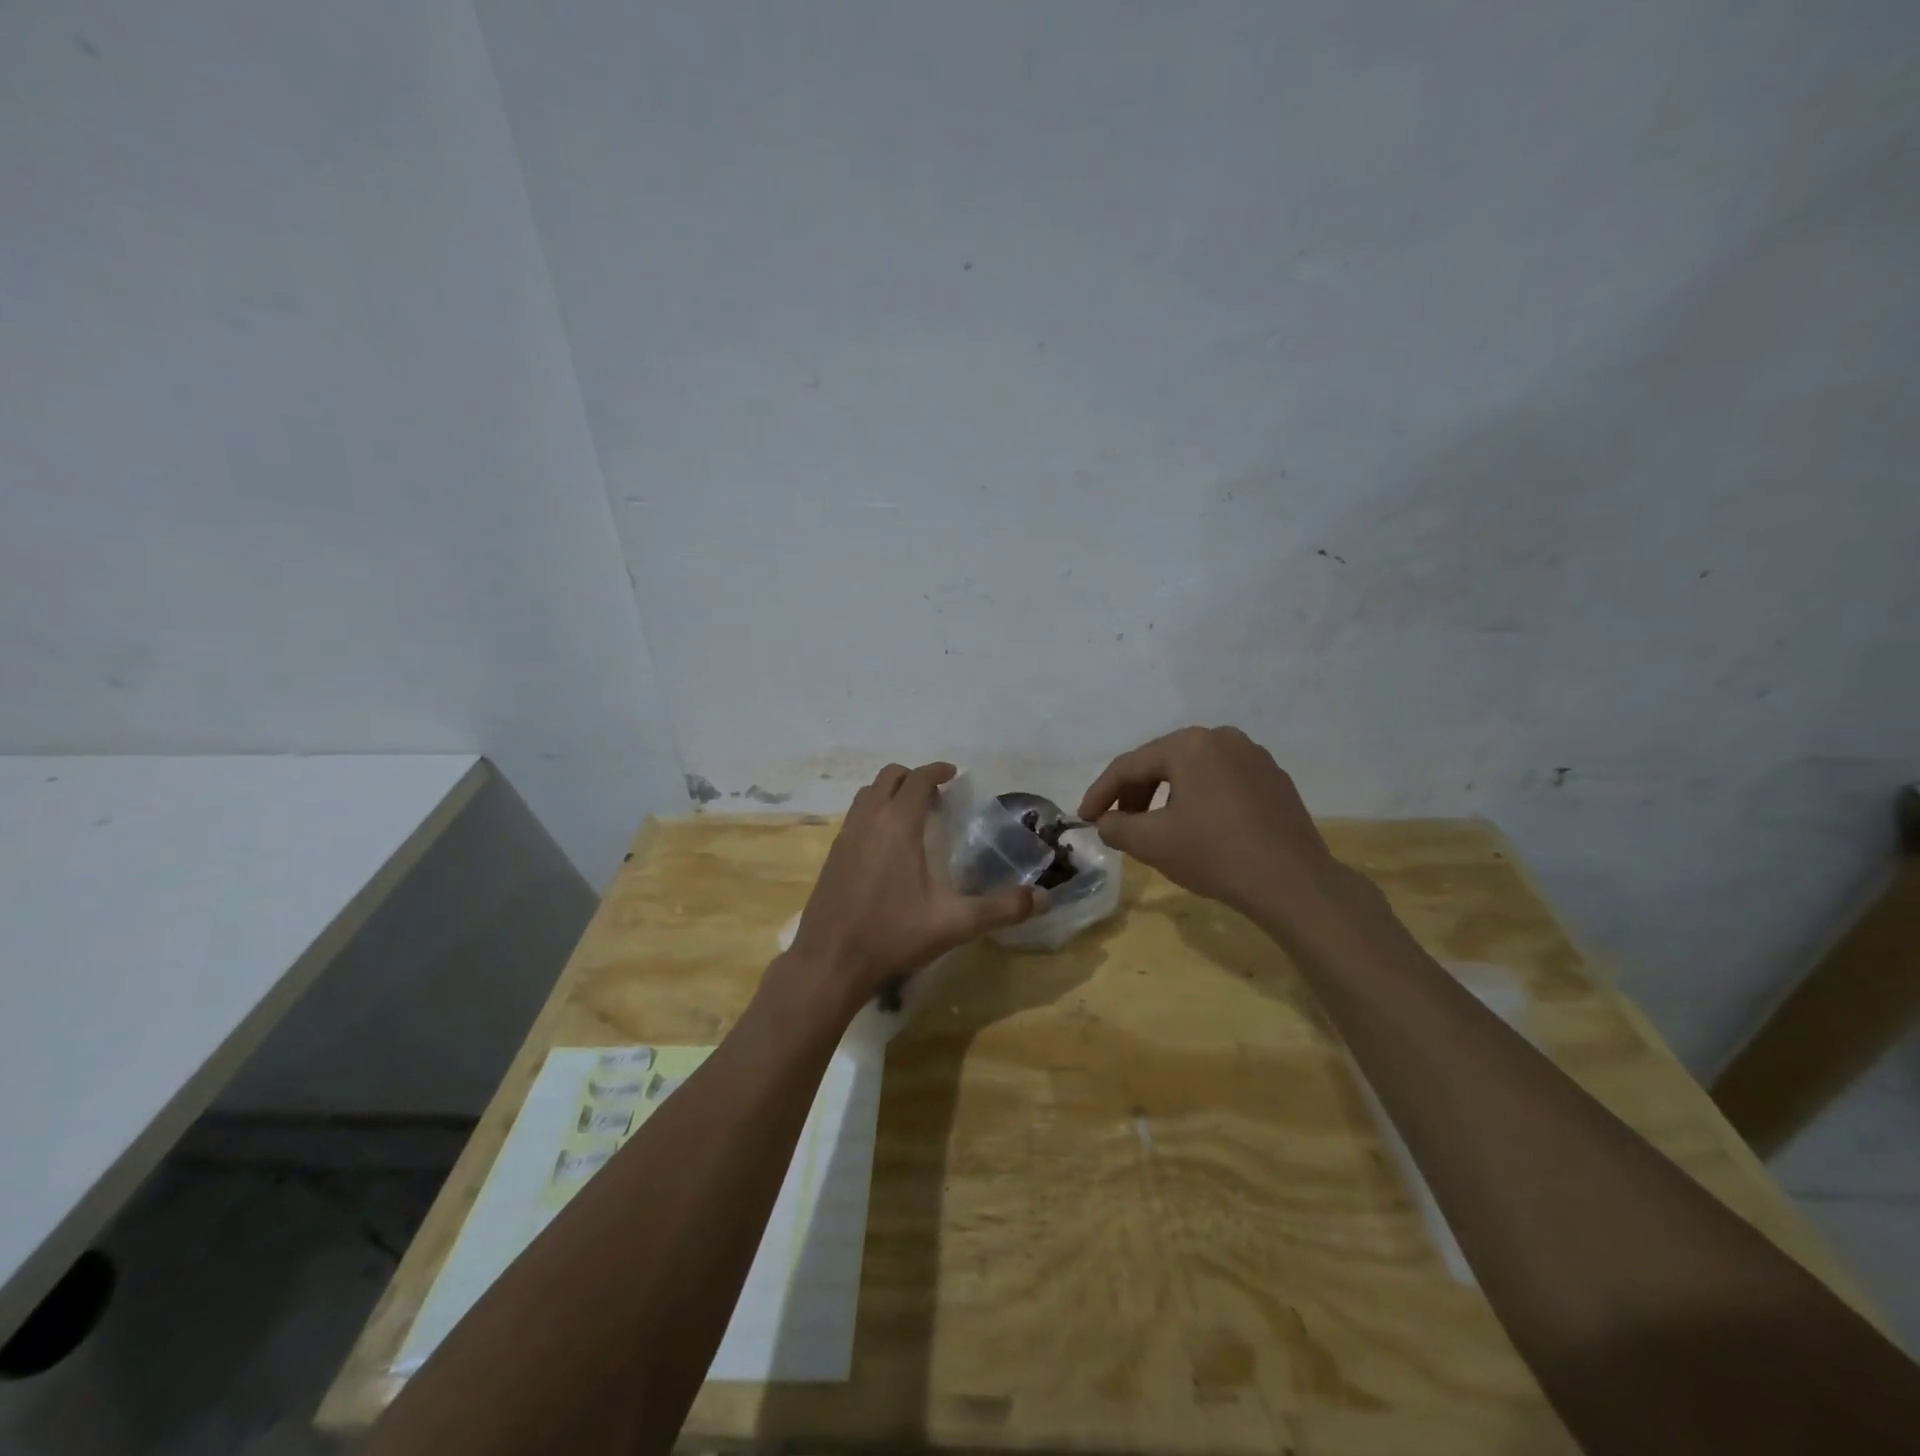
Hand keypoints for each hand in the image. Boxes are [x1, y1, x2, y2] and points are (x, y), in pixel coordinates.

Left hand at [786, 762, 1041, 1015]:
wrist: (829, 962)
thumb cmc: (893, 935)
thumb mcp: (954, 923)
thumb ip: (1000, 908)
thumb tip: (1042, 898)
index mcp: (898, 825)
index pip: (918, 780)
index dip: (937, 771)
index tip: (953, 774)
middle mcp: (868, 820)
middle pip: (889, 777)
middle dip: (913, 778)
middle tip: (937, 797)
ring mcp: (845, 836)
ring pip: (867, 794)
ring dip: (890, 793)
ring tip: (913, 816)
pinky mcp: (832, 856)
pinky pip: (855, 817)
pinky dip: (873, 813)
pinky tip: (887, 847)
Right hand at [1078, 726, 1345, 921]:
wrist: (1293, 883)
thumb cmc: (1214, 854)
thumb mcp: (1151, 843)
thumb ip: (1116, 827)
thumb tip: (1106, 822)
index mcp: (1189, 744)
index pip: (1129, 765)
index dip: (1100, 793)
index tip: (1083, 819)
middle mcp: (1222, 738)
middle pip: (1162, 763)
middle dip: (1134, 794)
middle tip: (1118, 824)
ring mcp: (1253, 757)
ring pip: (1193, 771)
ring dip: (1165, 797)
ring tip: (1155, 828)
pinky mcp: (1274, 779)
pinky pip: (1222, 782)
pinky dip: (1199, 799)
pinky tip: (1197, 828)